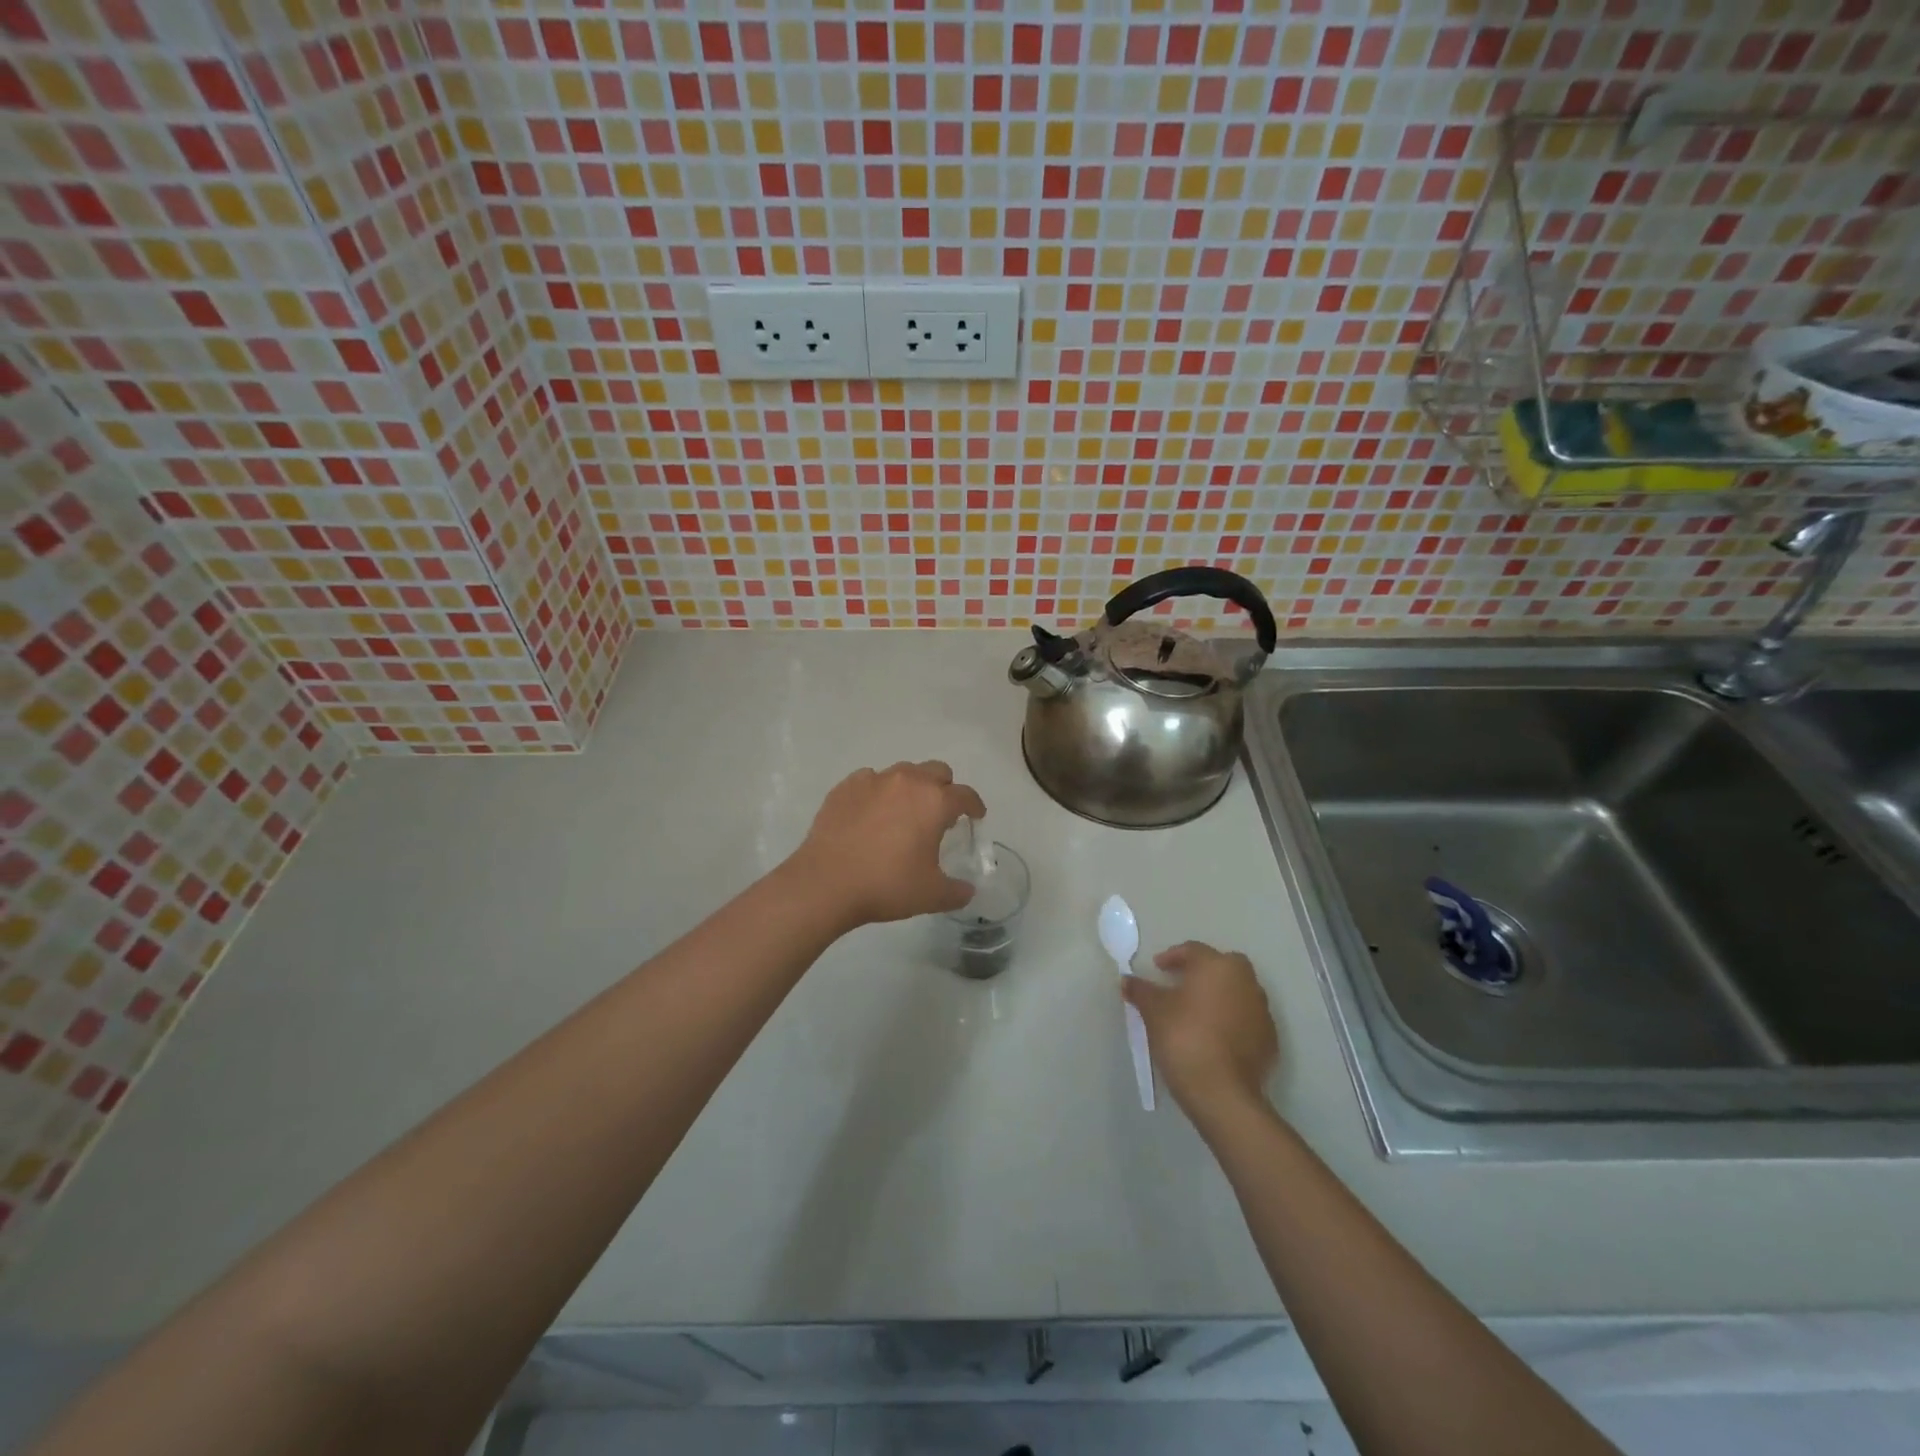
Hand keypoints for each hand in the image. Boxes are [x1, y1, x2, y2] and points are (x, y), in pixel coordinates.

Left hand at [787, 761, 986, 927]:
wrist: (826, 883)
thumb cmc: (886, 885)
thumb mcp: (931, 895)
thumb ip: (957, 891)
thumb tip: (967, 890)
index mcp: (934, 801)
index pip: (965, 795)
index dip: (975, 806)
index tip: (975, 817)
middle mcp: (907, 781)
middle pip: (937, 771)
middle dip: (944, 789)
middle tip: (940, 815)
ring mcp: (873, 780)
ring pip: (903, 772)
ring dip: (911, 788)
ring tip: (904, 814)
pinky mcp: (845, 787)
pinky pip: (870, 781)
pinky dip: (877, 793)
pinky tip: (871, 815)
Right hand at [1123, 942, 1277, 1120]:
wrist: (1222, 1091)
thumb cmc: (1184, 1037)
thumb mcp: (1153, 1011)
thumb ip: (1140, 990)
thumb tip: (1127, 980)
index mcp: (1218, 966)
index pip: (1193, 950)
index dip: (1172, 957)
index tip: (1158, 968)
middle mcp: (1246, 981)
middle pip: (1223, 966)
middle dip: (1203, 971)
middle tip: (1181, 985)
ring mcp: (1262, 1011)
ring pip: (1238, 992)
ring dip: (1219, 996)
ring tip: (1197, 1013)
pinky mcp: (1270, 1040)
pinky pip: (1246, 1019)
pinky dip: (1232, 1021)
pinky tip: (1214, 1037)